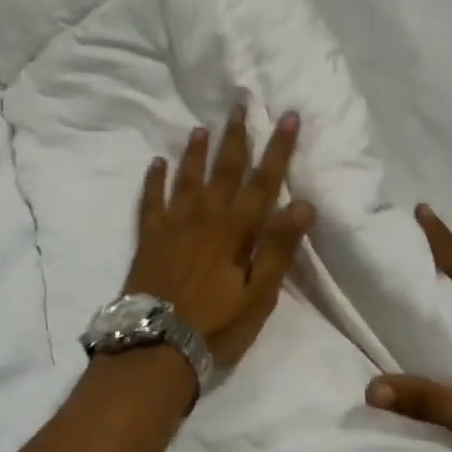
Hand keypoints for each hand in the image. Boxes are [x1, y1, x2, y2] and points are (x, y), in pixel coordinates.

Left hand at [125, 107, 316, 369]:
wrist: (156, 347)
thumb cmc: (216, 326)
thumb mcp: (258, 295)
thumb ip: (278, 248)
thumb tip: (303, 203)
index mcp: (236, 230)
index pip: (263, 181)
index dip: (278, 148)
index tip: (287, 117)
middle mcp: (205, 217)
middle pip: (224, 169)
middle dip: (236, 136)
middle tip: (239, 104)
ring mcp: (173, 224)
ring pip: (187, 177)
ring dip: (196, 151)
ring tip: (201, 128)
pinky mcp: (149, 237)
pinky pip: (151, 200)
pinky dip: (154, 180)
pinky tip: (157, 162)